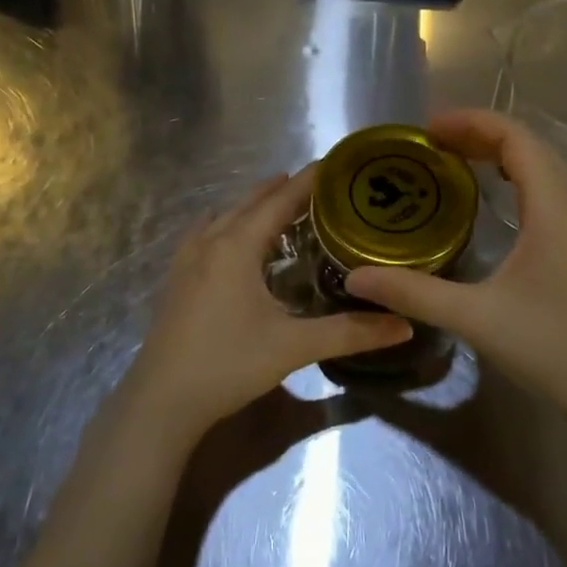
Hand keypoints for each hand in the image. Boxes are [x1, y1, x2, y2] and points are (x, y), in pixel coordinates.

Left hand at [117, 167, 411, 447]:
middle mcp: (209, 243)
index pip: (279, 201)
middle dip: (281, 190)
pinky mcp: (175, 281)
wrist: (161, 402)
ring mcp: (185, 261)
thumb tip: (405, 325)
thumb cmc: (228, 364)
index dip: (308, 181)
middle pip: (249, 203)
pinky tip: (230, 242)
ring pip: (223, 217)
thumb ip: (350, 333)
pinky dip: (226, 226)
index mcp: (236, 247)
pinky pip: (204, 235)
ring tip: (279, 206)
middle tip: (317, 185)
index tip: (334, 164)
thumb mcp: (293, 347)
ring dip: (252, 206)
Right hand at [344, 110, 566, 420]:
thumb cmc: (551, 347)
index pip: (516, 139)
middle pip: (529, 147)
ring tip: (453, 161)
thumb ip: (413, 292)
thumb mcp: (475, 318)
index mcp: (553, 209)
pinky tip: (489, 202)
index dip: (472, 122)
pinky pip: (546, 192)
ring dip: (499, 155)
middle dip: (480, 134)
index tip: (428, 129)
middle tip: (431, 143)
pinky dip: (514, 179)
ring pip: (541, 169)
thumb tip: (356, 277)